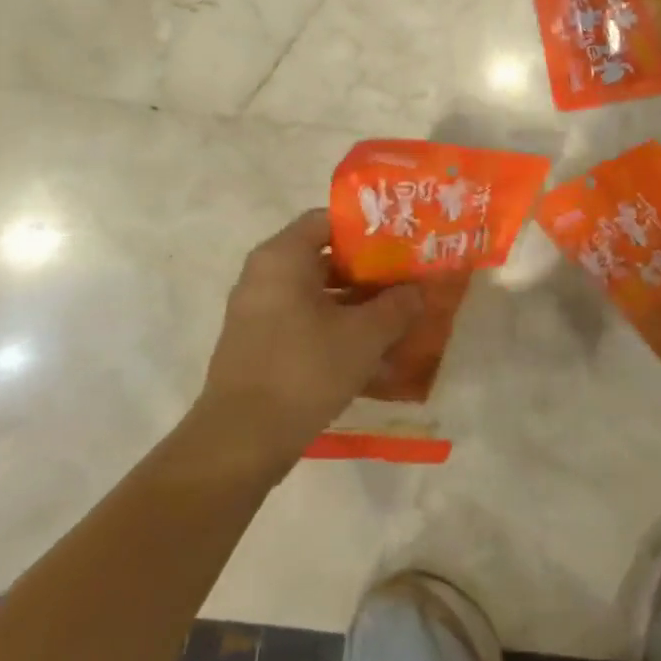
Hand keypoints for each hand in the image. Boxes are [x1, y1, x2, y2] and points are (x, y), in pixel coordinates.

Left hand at [186, 210, 420, 466]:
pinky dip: (336, 324)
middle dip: (368, 267)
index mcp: (283, 258)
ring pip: (316, 291)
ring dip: (356, 299)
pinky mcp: (259, 343)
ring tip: (397, 311)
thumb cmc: (305, 370)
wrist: (242, 441)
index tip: (403, 239)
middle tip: (407, 275)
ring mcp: (258, 311)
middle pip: (324, 256)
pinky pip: (304, 319)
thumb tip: (419, 290)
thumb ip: (398, 306)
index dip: (368, 226)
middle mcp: (264, 275)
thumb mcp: (365, 335)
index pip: (328, 219)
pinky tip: (370, 345)